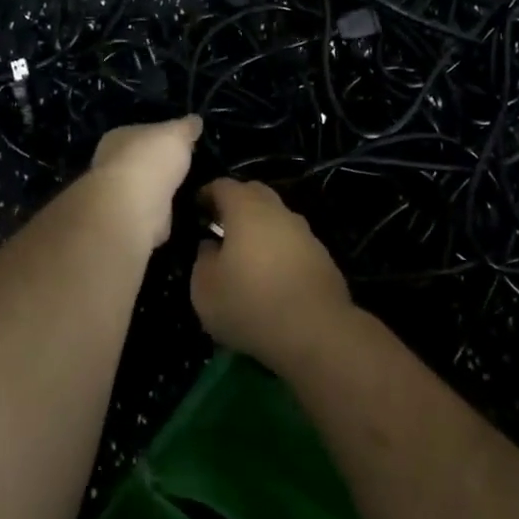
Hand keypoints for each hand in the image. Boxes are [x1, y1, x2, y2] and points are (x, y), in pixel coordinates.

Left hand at [88, 116, 201, 250]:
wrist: (133, 208)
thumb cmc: (151, 160)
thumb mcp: (177, 133)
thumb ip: (186, 127)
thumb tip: (195, 120)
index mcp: (118, 137)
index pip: (141, 132)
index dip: (161, 136)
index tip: (183, 143)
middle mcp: (111, 164)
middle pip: (141, 161)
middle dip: (160, 165)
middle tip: (187, 167)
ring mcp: (118, 195)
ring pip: (145, 188)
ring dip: (161, 191)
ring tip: (188, 190)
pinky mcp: (128, 221)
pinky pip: (150, 213)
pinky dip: (162, 214)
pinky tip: (179, 212)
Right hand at [191, 179, 354, 369]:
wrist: (317, 332)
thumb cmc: (251, 305)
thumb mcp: (205, 290)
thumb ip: (202, 260)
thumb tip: (211, 246)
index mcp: (246, 209)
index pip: (223, 185)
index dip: (206, 194)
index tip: (196, 209)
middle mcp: (278, 211)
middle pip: (254, 194)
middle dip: (235, 204)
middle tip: (219, 226)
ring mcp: (305, 232)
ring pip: (276, 218)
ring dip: (260, 228)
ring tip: (245, 254)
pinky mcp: (322, 256)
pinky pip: (293, 242)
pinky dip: (279, 249)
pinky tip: (272, 276)